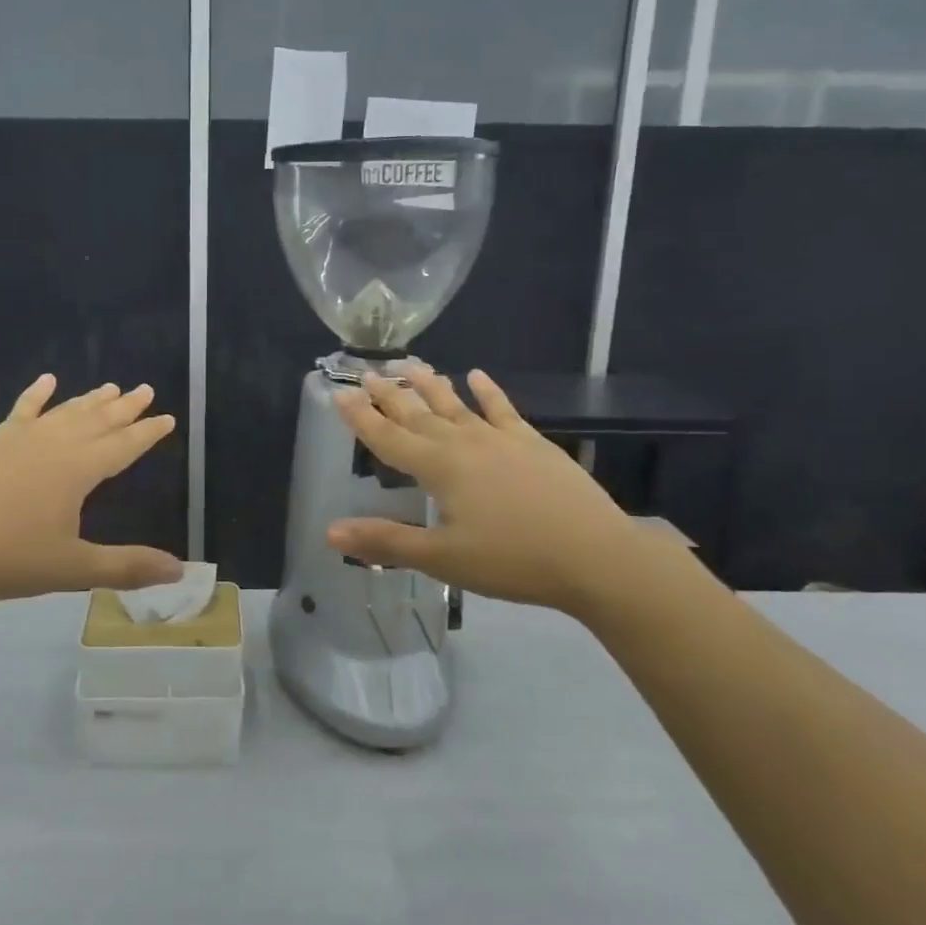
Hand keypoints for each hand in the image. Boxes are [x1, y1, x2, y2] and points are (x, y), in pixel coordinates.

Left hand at [0, 375, 182, 606]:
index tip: (168, 417)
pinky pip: (22, 409)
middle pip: (98, 420)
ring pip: (66, 411)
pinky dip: (37, 394)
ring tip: (111, 387)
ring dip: (90, 400)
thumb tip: (179, 570)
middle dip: (125, 407)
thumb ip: (126, 567)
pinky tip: (46, 380)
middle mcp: (55, 444)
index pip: (124, 445)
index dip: (148, 433)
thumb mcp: (73, 568)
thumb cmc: (6, 559)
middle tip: (146, 390)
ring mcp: (21, 438)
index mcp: (79, 469)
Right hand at [327, 365, 652, 612]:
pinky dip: (488, 391)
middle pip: (418, 415)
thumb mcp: (442, 558)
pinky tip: (477, 375)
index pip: (388, 438)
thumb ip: (386, 541)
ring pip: (455, 405)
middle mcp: (464, 443)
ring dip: (430, 384)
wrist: (595, 555)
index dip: (361, 417)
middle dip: (390, 395)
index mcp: (438, 468)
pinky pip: (503, 410)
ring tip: (410, 364)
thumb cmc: (512, 560)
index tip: (340, 392)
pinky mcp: (532, 443)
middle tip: (368, 373)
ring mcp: (500, 439)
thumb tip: (330, 532)